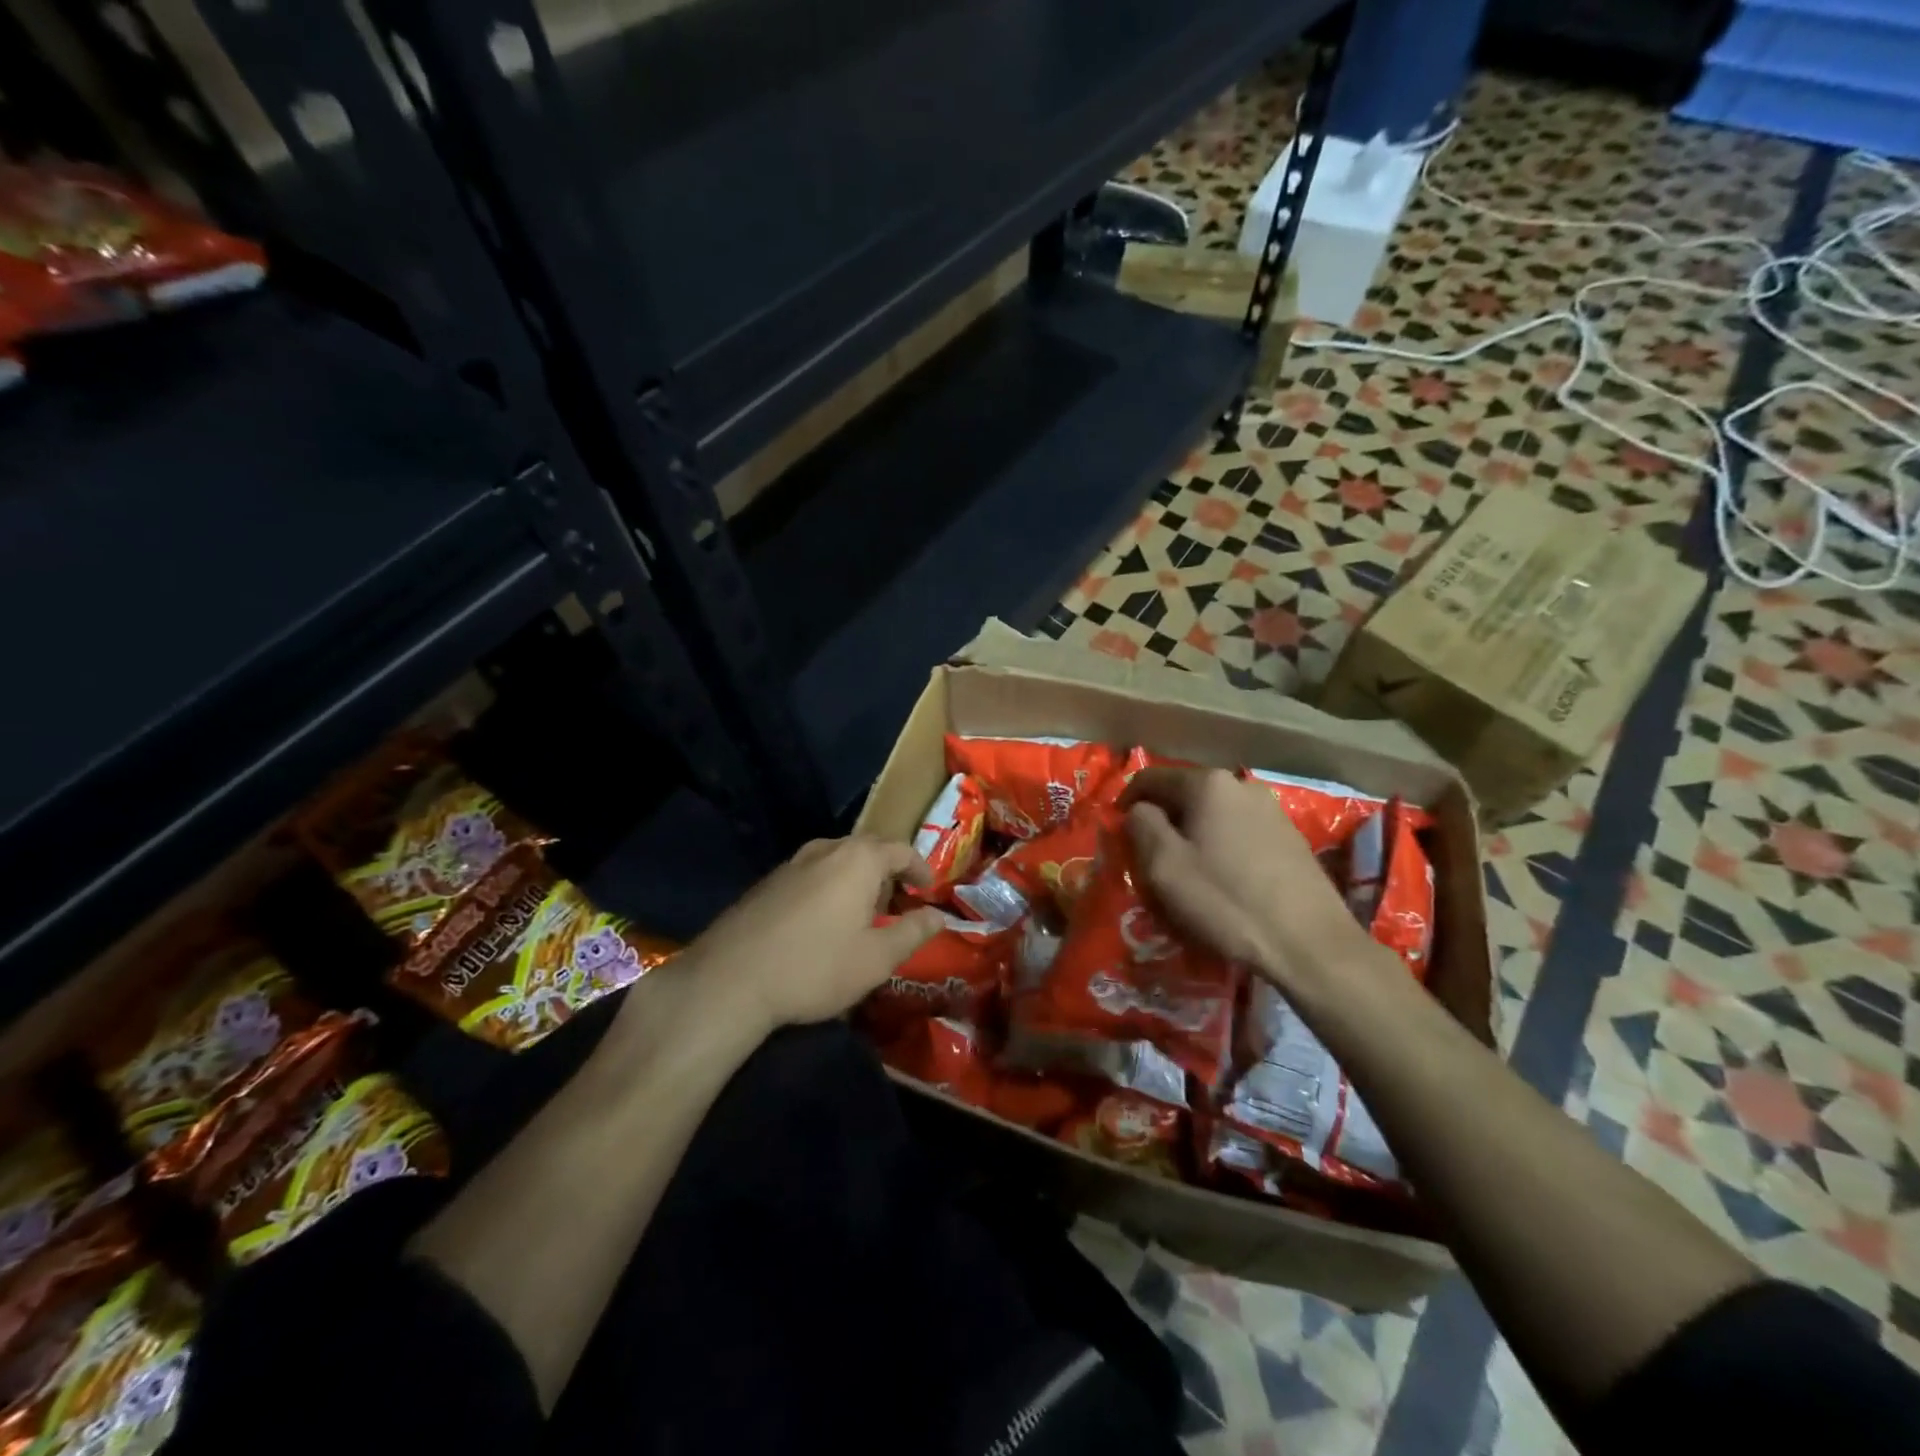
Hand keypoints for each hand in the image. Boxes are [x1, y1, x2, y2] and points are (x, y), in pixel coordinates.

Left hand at [677, 836, 944, 1033]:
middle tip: (899, 901)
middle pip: (867, 849)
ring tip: (863, 911)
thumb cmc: (816, 967)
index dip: (920, 869)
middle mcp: (825, 849)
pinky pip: (812, 873)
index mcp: (858, 860)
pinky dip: (830, 887)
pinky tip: (824, 921)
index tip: (929, 891)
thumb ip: (913, 932)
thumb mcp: (877, 958)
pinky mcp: (768, 882)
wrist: (730, 979)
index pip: (901, 850)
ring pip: (837, 859)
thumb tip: (939, 916)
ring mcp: (792, 863)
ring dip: (857, 878)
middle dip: (888, 871)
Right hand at [1123, 767, 1378, 998]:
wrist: (1309, 944)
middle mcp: (1241, 784)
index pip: (1150, 778)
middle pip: (1184, 795)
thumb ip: (1141, 824)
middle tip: (1149, 859)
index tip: (1118, 833)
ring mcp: (1271, 809)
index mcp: (1208, 784)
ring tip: (1185, 873)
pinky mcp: (1289, 838)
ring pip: (1212, 815)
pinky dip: (1220, 848)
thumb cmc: (1226, 901)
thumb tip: (1140, 810)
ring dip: (1192, 836)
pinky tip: (1222, 882)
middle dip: (1163, 821)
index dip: (1126, 802)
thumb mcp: (1164, 865)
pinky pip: (1238, 832)